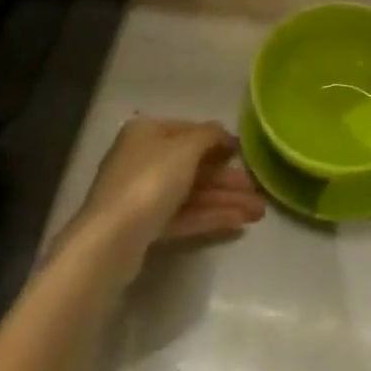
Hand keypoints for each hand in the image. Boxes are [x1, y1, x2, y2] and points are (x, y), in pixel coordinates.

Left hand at [62, 116, 266, 278]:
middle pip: (193, 166)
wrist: (112, 240)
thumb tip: (223, 133)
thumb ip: (210, 135)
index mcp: (147, 132)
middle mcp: (143, 159)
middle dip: (228, 180)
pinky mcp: (145, 226)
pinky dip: (210, 217)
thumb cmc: (150, 181)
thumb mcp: (186, 148)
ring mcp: (143, 195)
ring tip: (258, 213)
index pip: (189, 131)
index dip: (219, 141)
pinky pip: (184, 215)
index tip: (244, 154)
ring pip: (191, 193)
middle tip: (258, 192)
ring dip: (225, 201)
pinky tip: (238, 223)